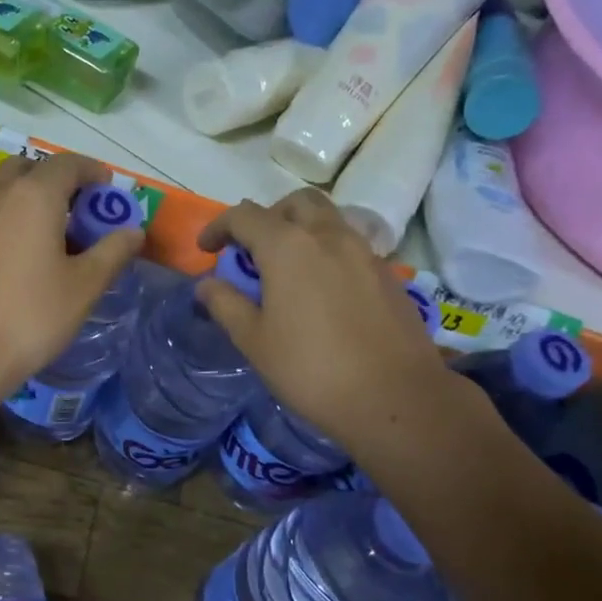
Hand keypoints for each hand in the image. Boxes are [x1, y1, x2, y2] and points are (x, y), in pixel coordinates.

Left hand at [0, 152, 144, 400]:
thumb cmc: (32, 315)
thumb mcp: (84, 285)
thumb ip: (112, 251)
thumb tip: (133, 231)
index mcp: (34, 195)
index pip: (67, 163)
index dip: (92, 171)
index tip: (109, 192)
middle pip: (31, 168)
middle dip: (59, 180)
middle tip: (82, 210)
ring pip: (6, 188)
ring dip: (32, 195)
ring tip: (57, 231)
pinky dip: (13, 215)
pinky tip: (29, 251)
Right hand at [196, 189, 459, 443]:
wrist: (395, 397)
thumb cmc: (311, 370)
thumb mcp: (255, 341)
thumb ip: (226, 305)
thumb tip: (206, 285)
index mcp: (288, 247)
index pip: (244, 216)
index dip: (219, 227)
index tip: (206, 250)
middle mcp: (328, 236)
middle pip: (295, 203)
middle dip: (268, 216)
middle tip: (253, 249)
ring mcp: (364, 252)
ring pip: (328, 220)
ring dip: (301, 230)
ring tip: (287, 268)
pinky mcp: (388, 274)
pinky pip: (351, 246)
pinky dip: (327, 252)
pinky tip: (322, 291)